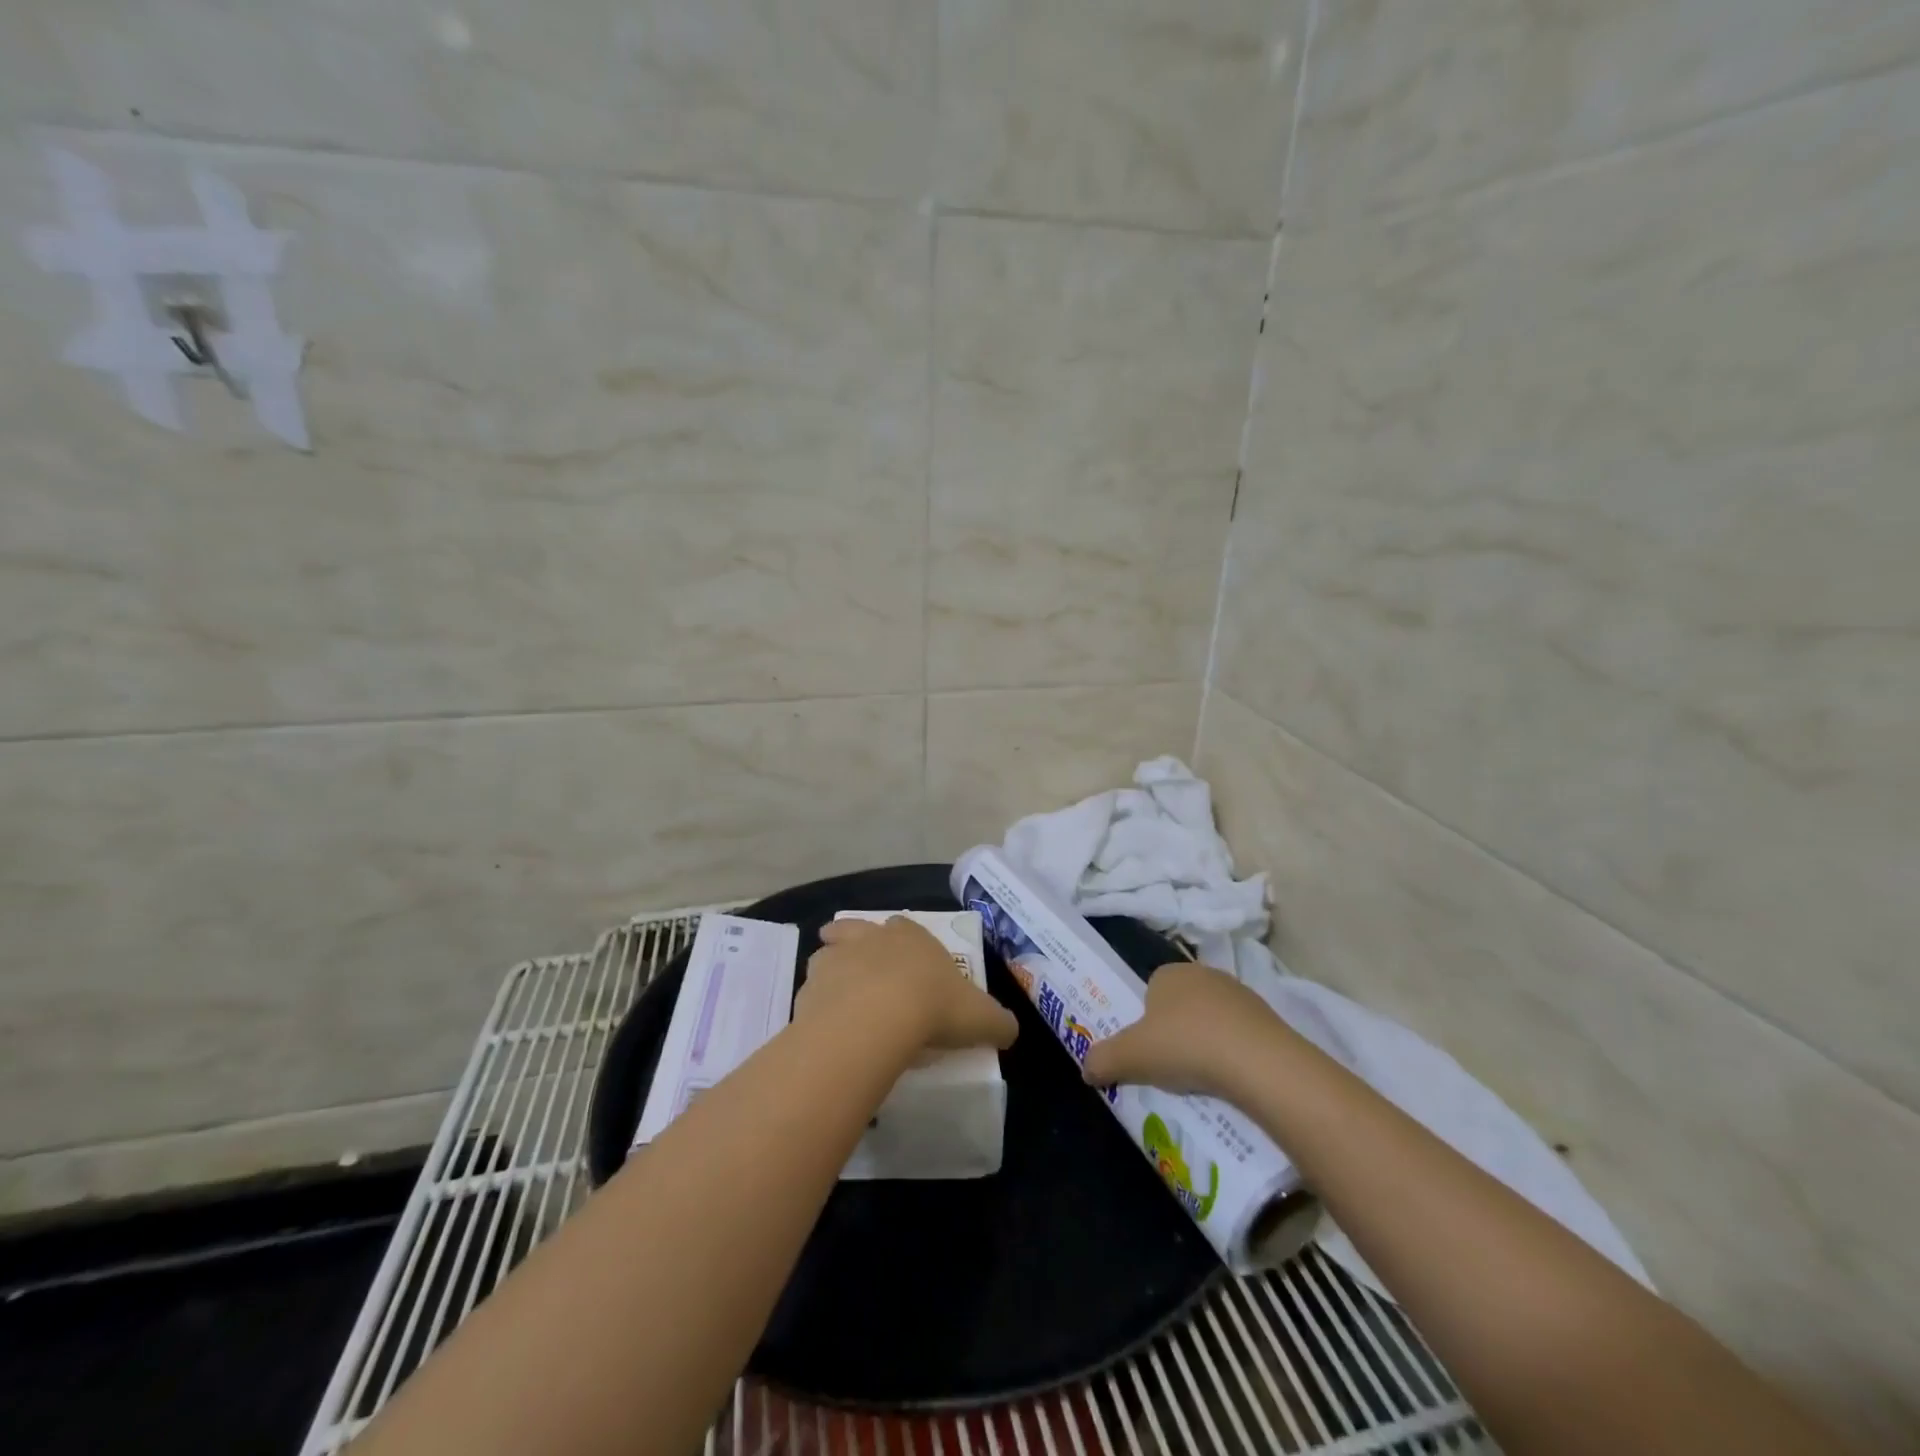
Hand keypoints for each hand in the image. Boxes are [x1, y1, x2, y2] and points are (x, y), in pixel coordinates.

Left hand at [798, 917, 1018, 1053]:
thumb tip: (1010, 1030)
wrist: (877, 1019)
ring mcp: (835, 958)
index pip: (906, 928)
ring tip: (840, 997)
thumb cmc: (934, 1006)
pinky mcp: (810, 987)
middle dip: (857, 943)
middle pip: (856, 930)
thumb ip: (998, 1022)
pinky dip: (817, 1005)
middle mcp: (870, 937)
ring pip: (828, 955)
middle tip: (863, 970)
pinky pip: (811, 992)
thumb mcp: (981, 1017)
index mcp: (911, 936)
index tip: (908, 965)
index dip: (906, 944)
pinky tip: (825, 1027)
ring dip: (832, 969)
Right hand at [1081, 961, 1282, 1098]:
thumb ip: (1102, 1060)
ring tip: (1202, 1079)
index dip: (1145, 1020)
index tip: (1147, 1050)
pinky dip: (1233, 1054)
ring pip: (1211, 1019)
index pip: (1149, 990)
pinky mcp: (1268, 1018)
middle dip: (1175, 1031)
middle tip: (1171, 1067)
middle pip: (1180, 1004)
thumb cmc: (1185, 1046)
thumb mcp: (1131, 1057)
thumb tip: (1085, 1069)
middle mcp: (1203, 974)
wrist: (1259, 1062)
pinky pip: (1239, 1035)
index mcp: (1168, 973)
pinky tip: (1231, 1079)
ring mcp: (1239, 994)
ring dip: (1205, 1043)